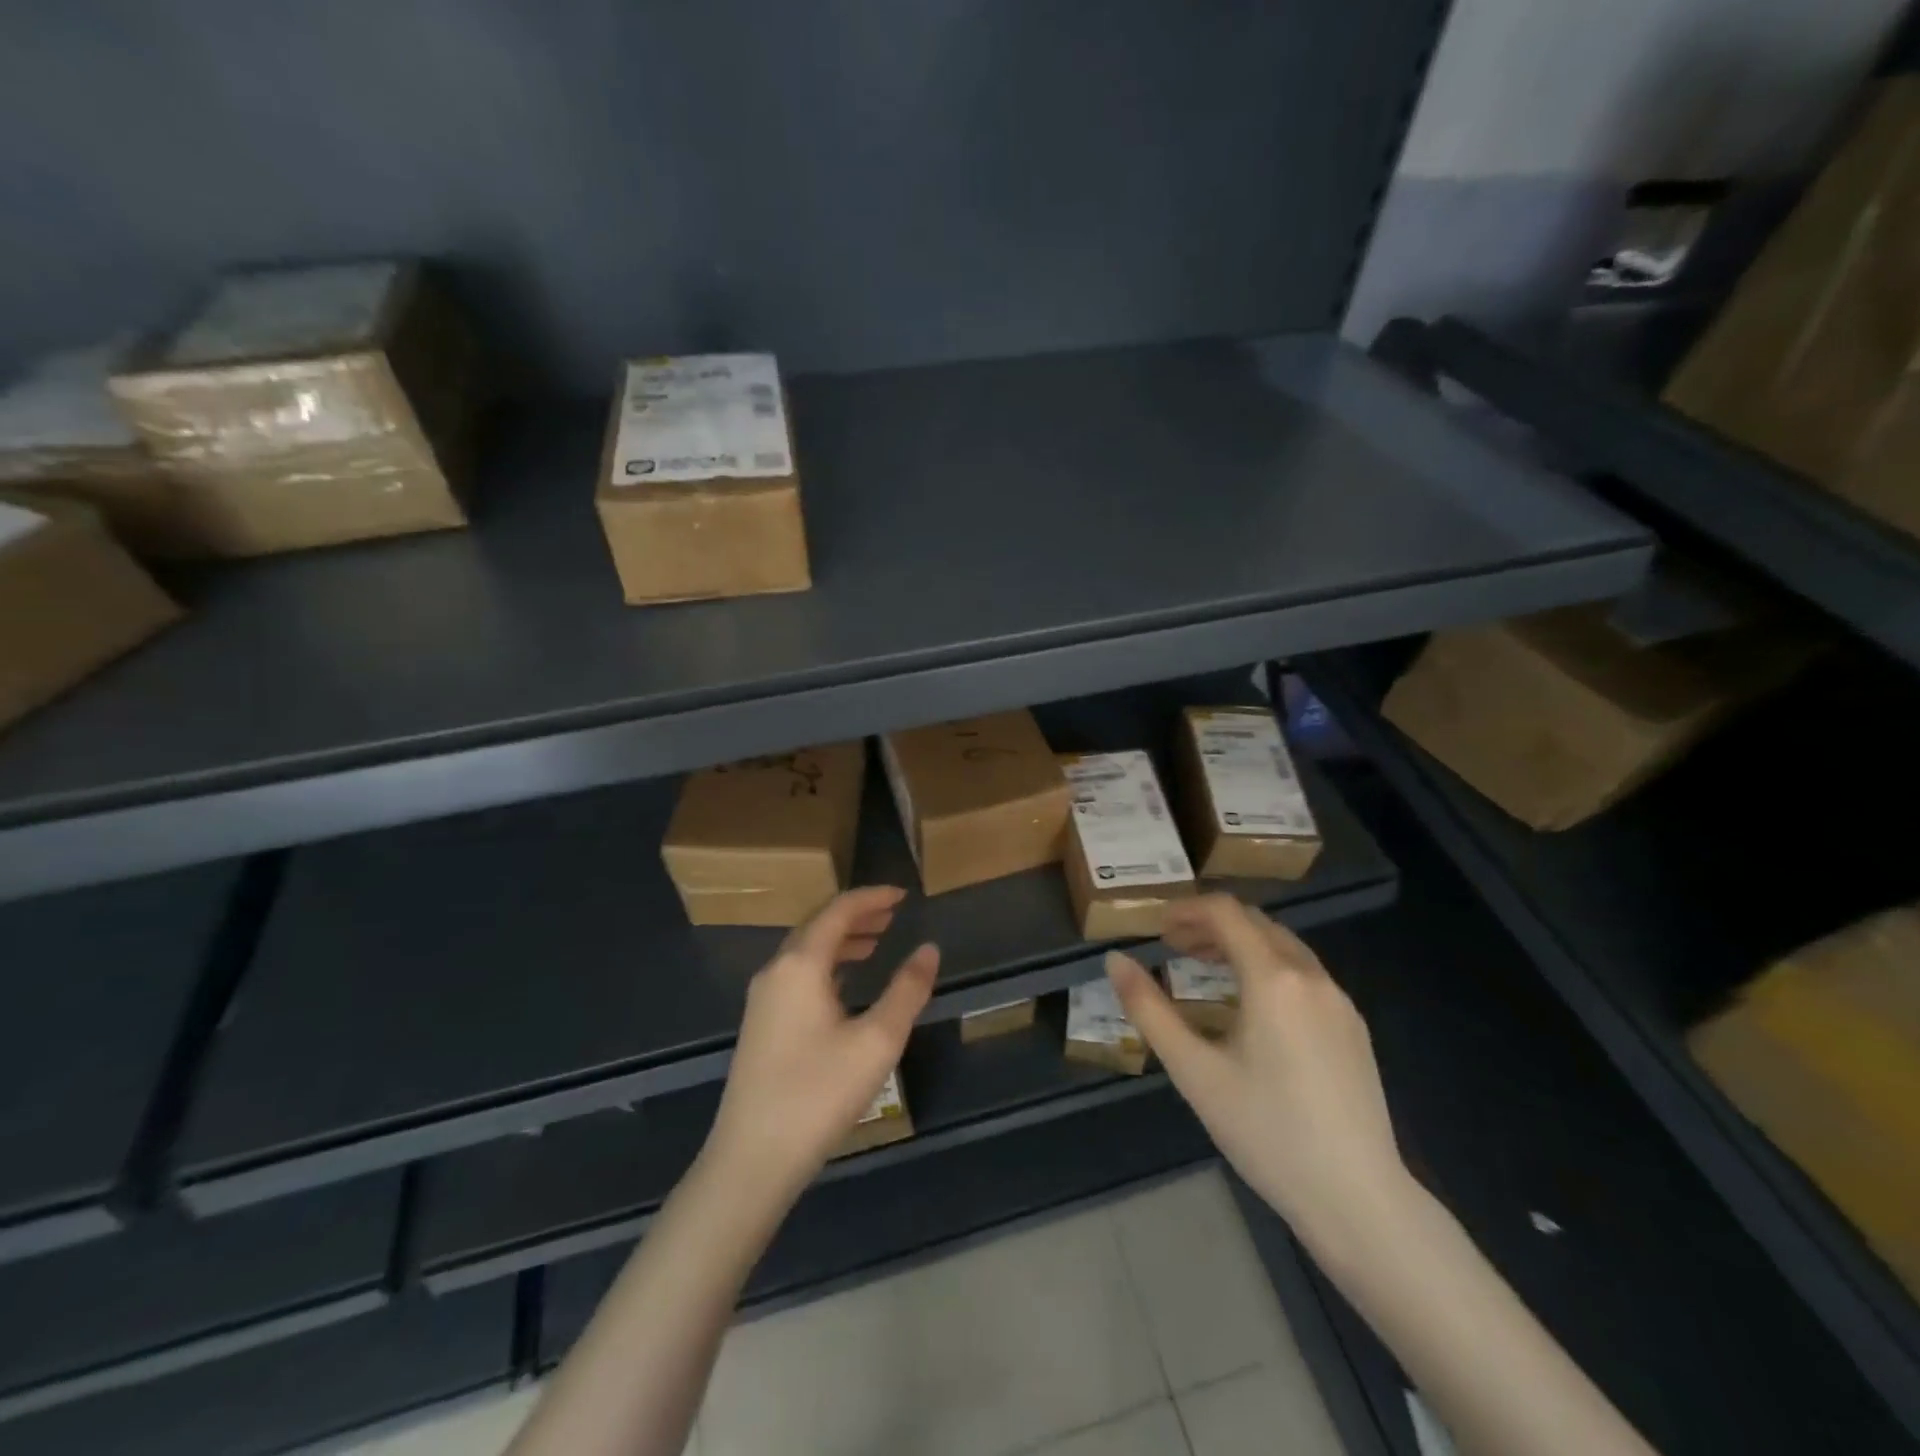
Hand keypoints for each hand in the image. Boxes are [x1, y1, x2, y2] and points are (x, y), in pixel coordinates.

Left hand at [704, 887, 939, 1202]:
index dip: (872, 897)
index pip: (838, 911)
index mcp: (800, 964)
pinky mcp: (761, 1024)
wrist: (751, 1159)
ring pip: (805, 951)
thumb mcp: (877, 1041)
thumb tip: (929, 949)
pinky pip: (797, 974)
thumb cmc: (819, 1093)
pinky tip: (846, 984)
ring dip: (841, 940)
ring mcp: (763, 999)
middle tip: (892, 916)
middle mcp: (776, 971)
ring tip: (876, 943)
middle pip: (818, 925)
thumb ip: (907, 990)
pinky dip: (827, 965)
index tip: (902, 894)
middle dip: (856, 916)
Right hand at [1106, 894, 1406, 1246]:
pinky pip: (1304, 974)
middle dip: (1210, 924)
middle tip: (1173, 945)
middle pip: (1255, 922)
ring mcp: (1339, 1001)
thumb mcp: (1194, 1071)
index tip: (1157, 927)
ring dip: (1240, 943)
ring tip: (1204, 967)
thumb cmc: (1267, 1132)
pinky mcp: (1354, 1028)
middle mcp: (1311, 976)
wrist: (1359, 1200)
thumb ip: (1149, 1009)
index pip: (1226, 912)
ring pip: (1283, 946)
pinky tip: (1251, 1005)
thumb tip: (1115, 960)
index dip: (1187, 910)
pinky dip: (1268, 966)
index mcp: (1273, 978)